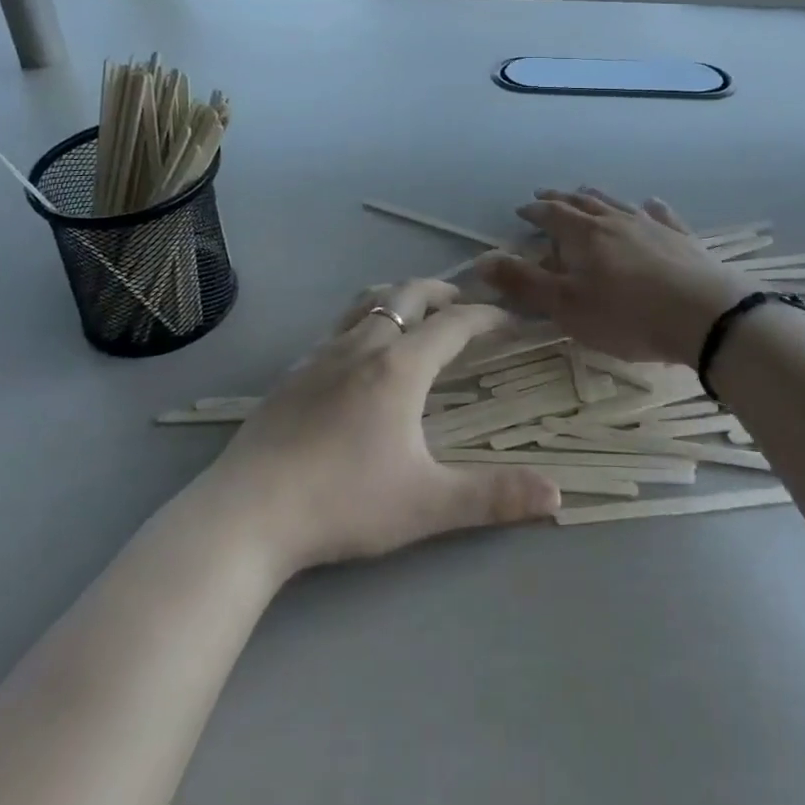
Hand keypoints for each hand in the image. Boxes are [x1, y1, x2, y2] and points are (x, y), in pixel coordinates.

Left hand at [203, 279, 559, 575]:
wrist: (247, 512)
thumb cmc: (343, 502)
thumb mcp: (427, 504)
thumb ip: (493, 497)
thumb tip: (557, 495)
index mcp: (401, 367)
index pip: (455, 324)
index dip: (487, 317)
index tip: (510, 319)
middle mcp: (365, 345)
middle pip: (409, 294)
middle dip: (443, 292)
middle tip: (463, 305)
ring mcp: (323, 354)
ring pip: (369, 300)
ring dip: (400, 296)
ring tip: (416, 312)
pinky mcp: (294, 371)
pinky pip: (339, 326)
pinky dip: (365, 319)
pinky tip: (359, 352)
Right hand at [479, 188, 757, 366]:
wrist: (705, 315)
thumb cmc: (627, 315)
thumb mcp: (567, 306)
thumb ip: (524, 283)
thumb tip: (481, 260)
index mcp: (584, 235)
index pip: (552, 215)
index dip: (535, 212)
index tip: (522, 209)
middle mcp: (615, 220)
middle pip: (583, 202)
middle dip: (561, 199)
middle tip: (546, 195)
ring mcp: (651, 225)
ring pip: (617, 203)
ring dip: (597, 197)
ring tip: (586, 191)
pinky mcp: (682, 238)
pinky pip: (660, 214)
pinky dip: (649, 208)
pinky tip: (651, 204)